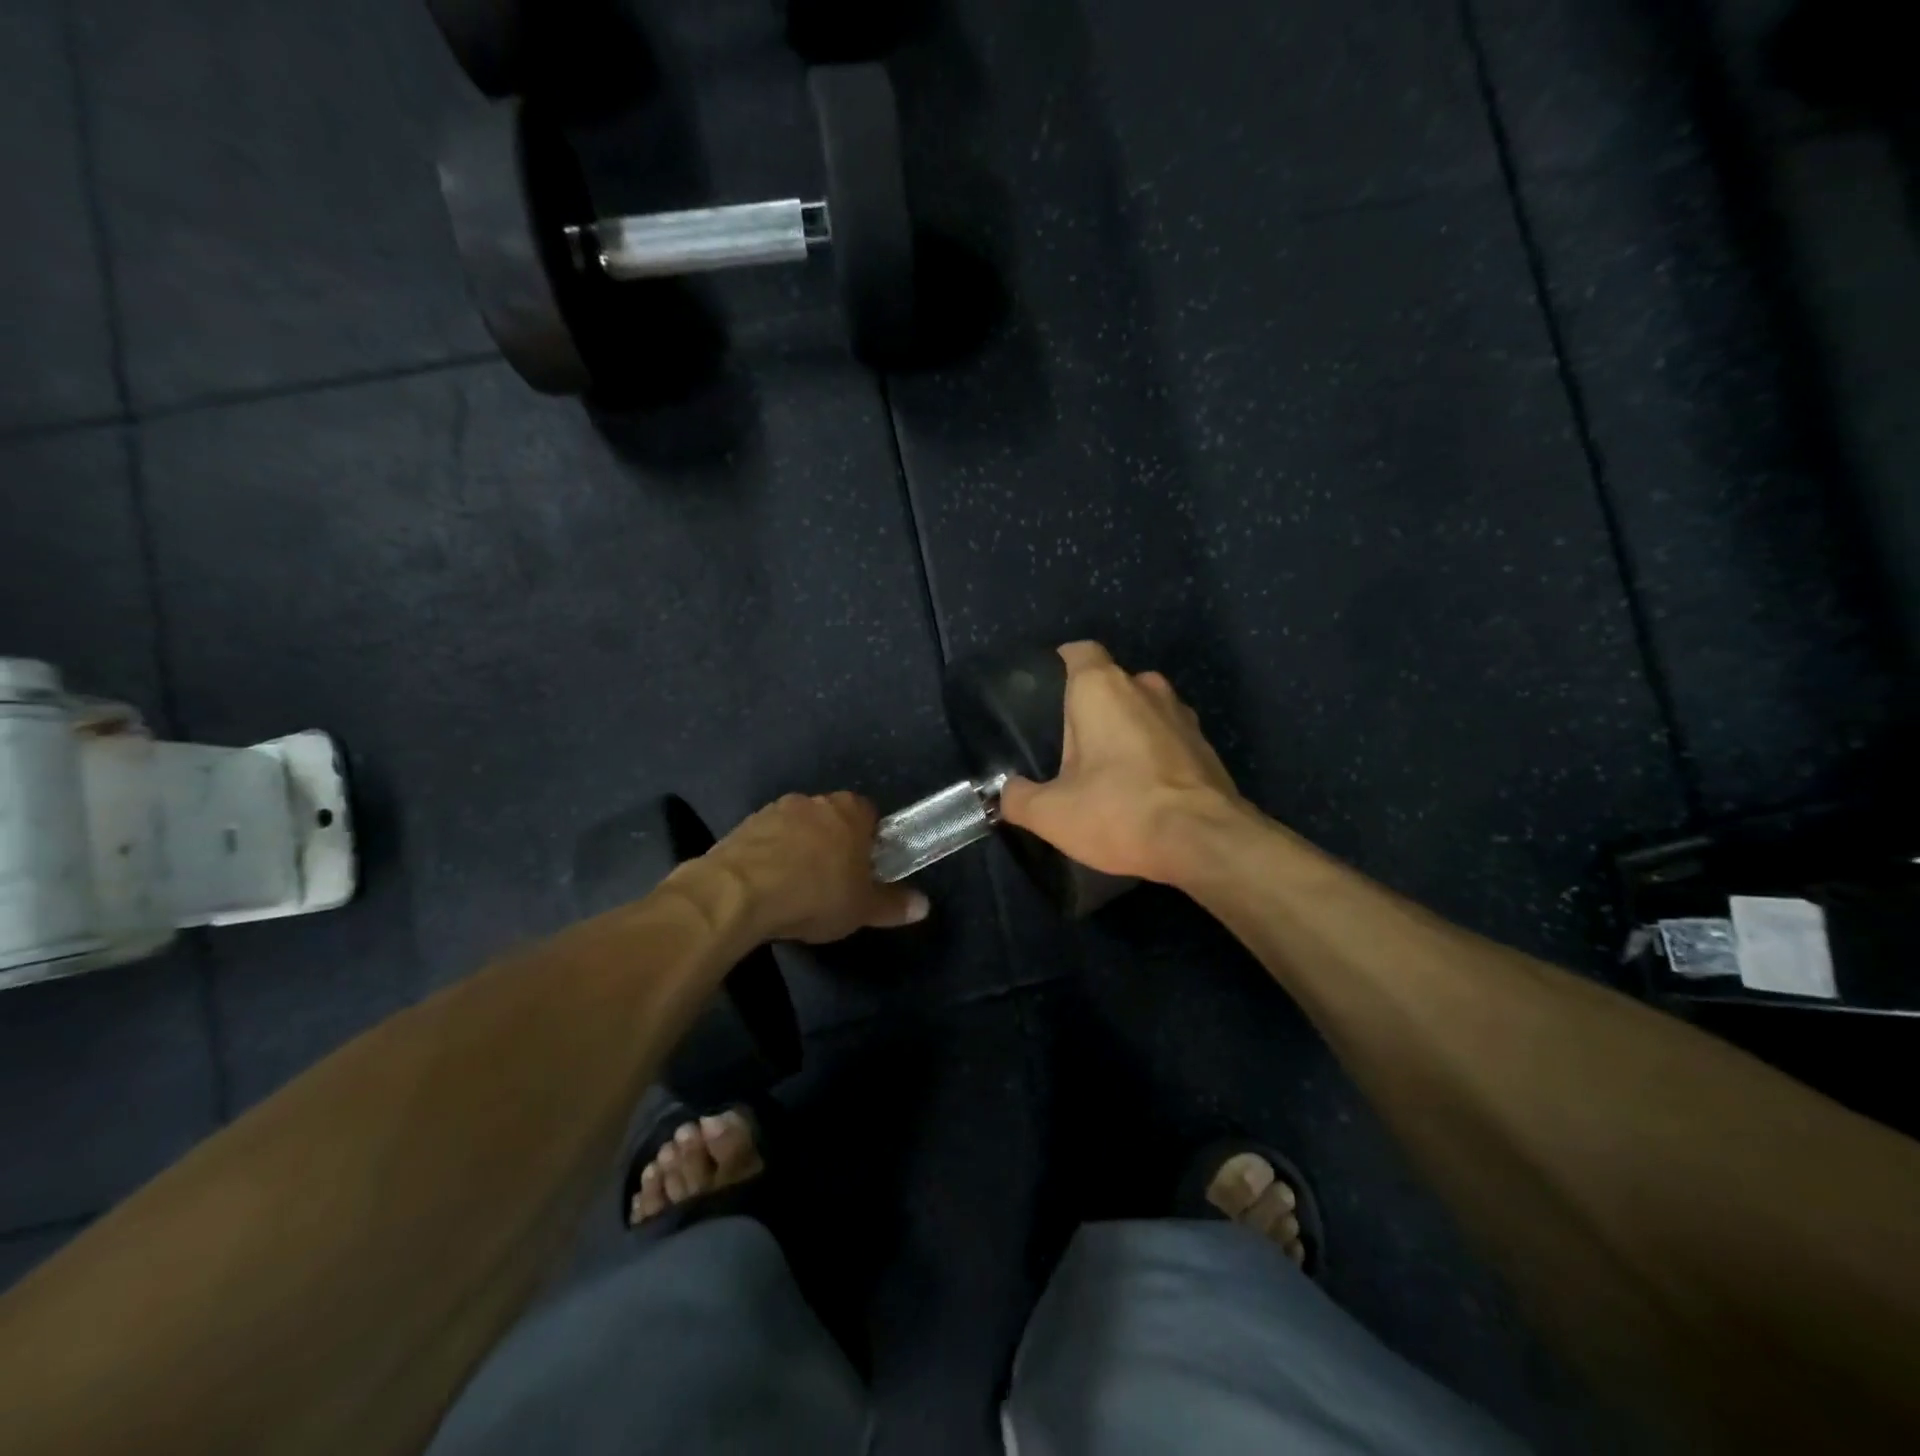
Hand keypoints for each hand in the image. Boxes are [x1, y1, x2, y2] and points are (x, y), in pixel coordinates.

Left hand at [708, 792, 927, 943]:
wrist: (739, 892)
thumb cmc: (815, 894)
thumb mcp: (861, 908)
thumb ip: (892, 905)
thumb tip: (924, 906)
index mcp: (850, 811)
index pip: (870, 814)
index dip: (870, 840)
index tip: (866, 868)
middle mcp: (814, 801)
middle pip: (833, 818)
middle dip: (834, 843)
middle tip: (834, 880)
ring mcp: (775, 810)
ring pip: (798, 827)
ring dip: (800, 848)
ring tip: (797, 888)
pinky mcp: (743, 826)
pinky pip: (767, 839)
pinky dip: (771, 857)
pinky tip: (768, 887)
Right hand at [999, 641, 1250, 883]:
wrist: (1205, 842)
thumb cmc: (1120, 811)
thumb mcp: (1051, 814)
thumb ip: (1018, 798)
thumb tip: (1007, 792)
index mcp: (1102, 689)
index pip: (1080, 652)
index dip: (1061, 663)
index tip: (1047, 689)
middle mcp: (1145, 687)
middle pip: (1111, 682)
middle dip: (1091, 706)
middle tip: (1069, 744)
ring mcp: (1182, 714)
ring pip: (1143, 708)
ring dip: (1126, 728)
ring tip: (1107, 767)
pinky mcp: (1205, 744)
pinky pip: (1167, 736)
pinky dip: (1153, 751)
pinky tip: (1143, 786)